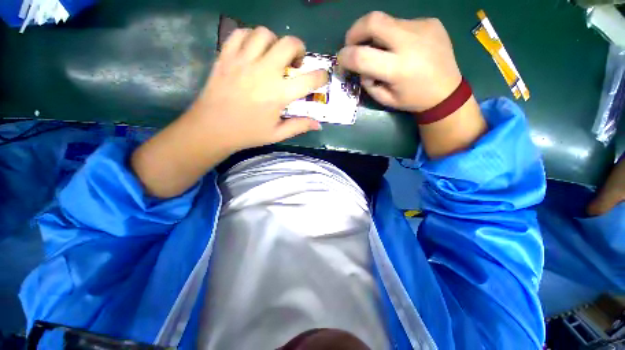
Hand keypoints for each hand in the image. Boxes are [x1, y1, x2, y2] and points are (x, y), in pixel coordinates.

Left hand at [131, 27, 327, 197]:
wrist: (212, 128)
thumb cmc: (247, 133)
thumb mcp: (277, 134)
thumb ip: (299, 126)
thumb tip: (318, 125)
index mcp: (279, 94)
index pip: (309, 79)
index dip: (321, 76)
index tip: (321, 78)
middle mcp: (264, 72)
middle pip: (289, 44)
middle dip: (299, 49)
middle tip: (295, 62)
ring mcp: (243, 61)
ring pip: (264, 33)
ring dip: (275, 42)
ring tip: (273, 55)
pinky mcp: (226, 56)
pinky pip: (240, 33)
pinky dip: (250, 37)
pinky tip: (252, 51)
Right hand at [337, 12, 461, 112]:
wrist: (447, 91)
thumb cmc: (412, 100)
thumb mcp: (385, 99)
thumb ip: (368, 82)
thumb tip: (359, 66)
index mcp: (398, 69)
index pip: (361, 56)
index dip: (345, 56)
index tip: (341, 60)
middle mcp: (411, 42)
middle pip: (373, 21)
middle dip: (354, 31)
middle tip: (352, 43)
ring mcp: (423, 27)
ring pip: (387, 21)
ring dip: (375, 35)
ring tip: (381, 50)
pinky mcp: (430, 21)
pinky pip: (401, 23)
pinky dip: (393, 34)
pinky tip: (401, 47)